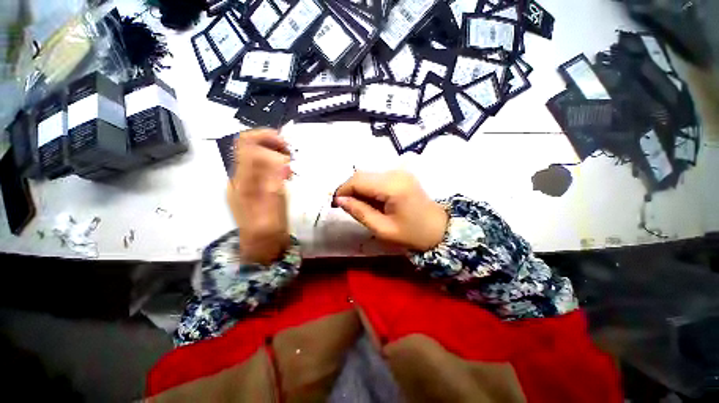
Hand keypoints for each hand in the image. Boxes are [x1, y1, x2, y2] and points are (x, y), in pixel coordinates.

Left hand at [227, 129, 291, 264]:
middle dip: (272, 143)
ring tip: (291, 165)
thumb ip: (273, 185)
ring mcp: (246, 182)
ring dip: (275, 152)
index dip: (266, 138)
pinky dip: (276, 163)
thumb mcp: (272, 210)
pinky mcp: (254, 188)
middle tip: (291, 155)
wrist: (261, 248)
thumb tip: (281, 161)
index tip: (288, 147)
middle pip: (250, 145)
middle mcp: (240, 177)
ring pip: (256, 154)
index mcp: (243, 181)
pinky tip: (287, 174)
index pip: (246, 144)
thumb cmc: (267, 232)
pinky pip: (263, 166)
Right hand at [333, 170, 447, 251]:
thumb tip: (339, 200)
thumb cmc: (412, 234)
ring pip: (368, 175)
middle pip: (362, 175)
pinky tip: (371, 201)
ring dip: (359, 189)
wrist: (440, 229)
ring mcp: (399, 172)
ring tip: (359, 206)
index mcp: (393, 186)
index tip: (336, 204)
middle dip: (349, 189)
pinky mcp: (401, 175)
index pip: (358, 181)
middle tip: (345, 206)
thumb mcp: (383, 229)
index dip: (343, 190)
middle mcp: (395, 173)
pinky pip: (377, 178)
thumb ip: (360, 212)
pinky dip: (369, 188)